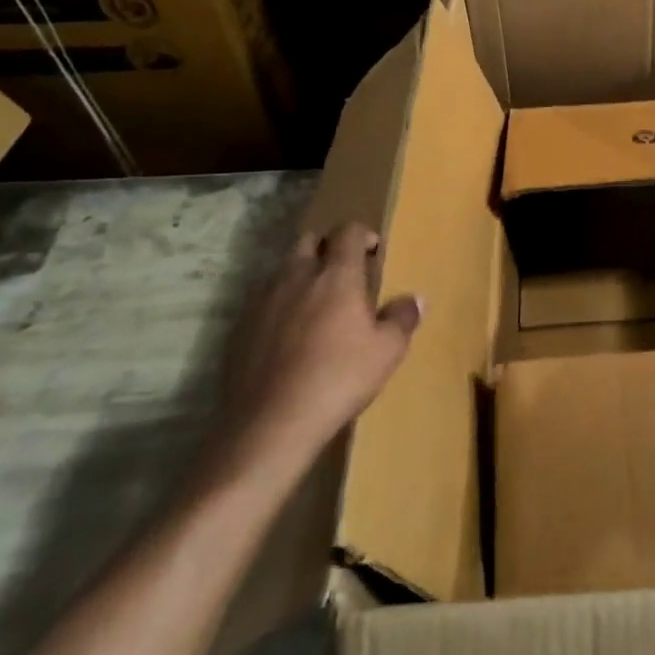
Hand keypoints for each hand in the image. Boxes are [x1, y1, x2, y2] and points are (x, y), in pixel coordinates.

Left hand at [216, 221, 421, 475]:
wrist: (270, 423)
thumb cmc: (339, 378)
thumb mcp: (387, 351)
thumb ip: (402, 318)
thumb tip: (415, 299)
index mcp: (336, 275)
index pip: (348, 232)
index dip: (363, 234)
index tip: (373, 252)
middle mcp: (297, 276)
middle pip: (308, 240)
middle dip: (327, 247)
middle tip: (343, 274)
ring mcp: (263, 300)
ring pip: (282, 269)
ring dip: (300, 275)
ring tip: (315, 304)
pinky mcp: (240, 327)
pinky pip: (262, 301)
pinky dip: (278, 306)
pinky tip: (287, 336)